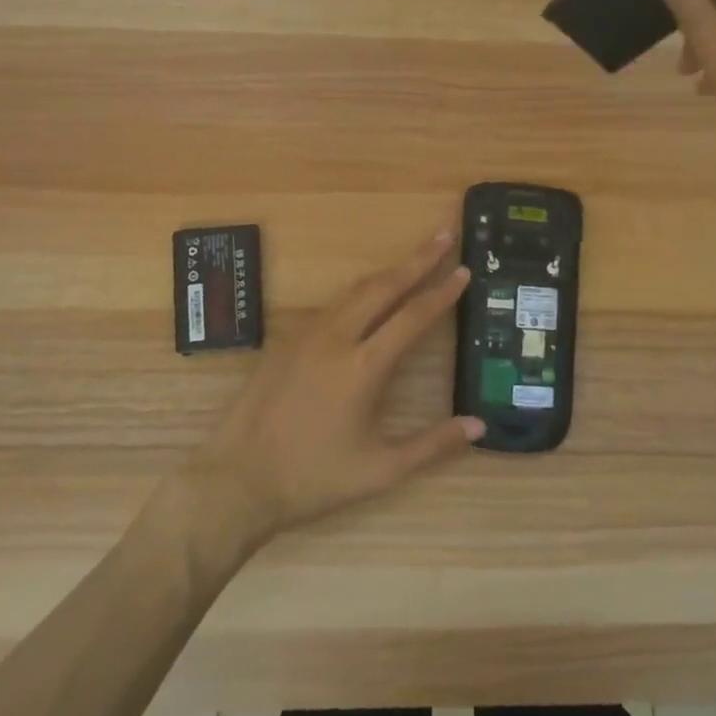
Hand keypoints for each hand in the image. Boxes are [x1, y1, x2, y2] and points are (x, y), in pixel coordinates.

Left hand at [193, 228, 482, 540]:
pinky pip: (333, 305)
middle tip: (444, 235)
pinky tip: (370, 296)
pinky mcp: (286, 340)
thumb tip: (479, 425)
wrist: (237, 481)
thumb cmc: (312, 479)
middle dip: (418, 259)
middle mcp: (335, 338)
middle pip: (384, 286)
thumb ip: (432, 446)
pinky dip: (361, 292)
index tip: (465, 270)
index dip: (442, 292)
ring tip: (415, 258)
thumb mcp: (380, 471)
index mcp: (362, 367)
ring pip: (355, 290)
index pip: (412, 317)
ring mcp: (306, 334)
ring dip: (389, 272)